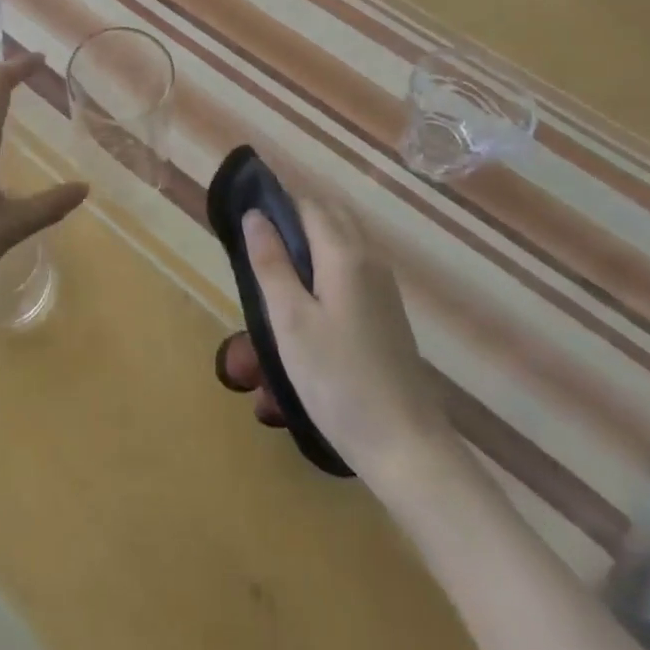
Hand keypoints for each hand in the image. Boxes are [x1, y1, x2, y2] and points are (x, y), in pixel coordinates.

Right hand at [226, 199, 454, 491]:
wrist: (406, 447)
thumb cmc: (338, 380)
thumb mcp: (290, 320)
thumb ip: (271, 263)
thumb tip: (255, 214)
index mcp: (345, 254)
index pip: (308, 204)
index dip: (276, 202)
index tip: (243, 218)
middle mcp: (369, 260)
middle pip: (328, 218)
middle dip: (291, 219)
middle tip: (254, 247)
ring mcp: (383, 288)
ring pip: (341, 243)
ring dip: (307, 244)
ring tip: (271, 275)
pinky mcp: (386, 313)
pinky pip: (350, 268)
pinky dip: (323, 267)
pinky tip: (302, 303)